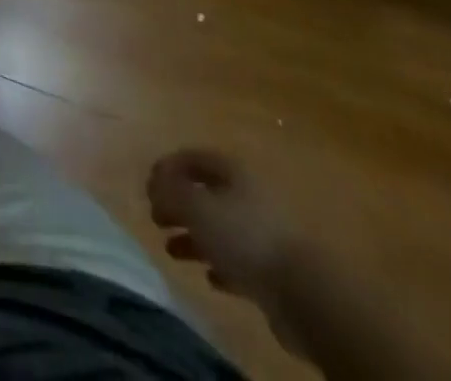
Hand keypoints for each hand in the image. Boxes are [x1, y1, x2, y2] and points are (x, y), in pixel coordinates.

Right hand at [148, 150, 295, 311]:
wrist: (303, 293)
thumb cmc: (244, 237)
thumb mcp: (196, 207)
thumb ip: (169, 191)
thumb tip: (153, 183)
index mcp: (234, 171)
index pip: (193, 158)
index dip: (167, 167)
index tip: (147, 186)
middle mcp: (249, 194)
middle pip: (206, 193)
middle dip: (178, 205)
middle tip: (156, 219)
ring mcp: (263, 232)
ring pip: (220, 228)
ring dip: (194, 237)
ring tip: (172, 251)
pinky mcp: (273, 268)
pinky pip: (238, 260)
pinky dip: (220, 264)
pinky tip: (209, 277)